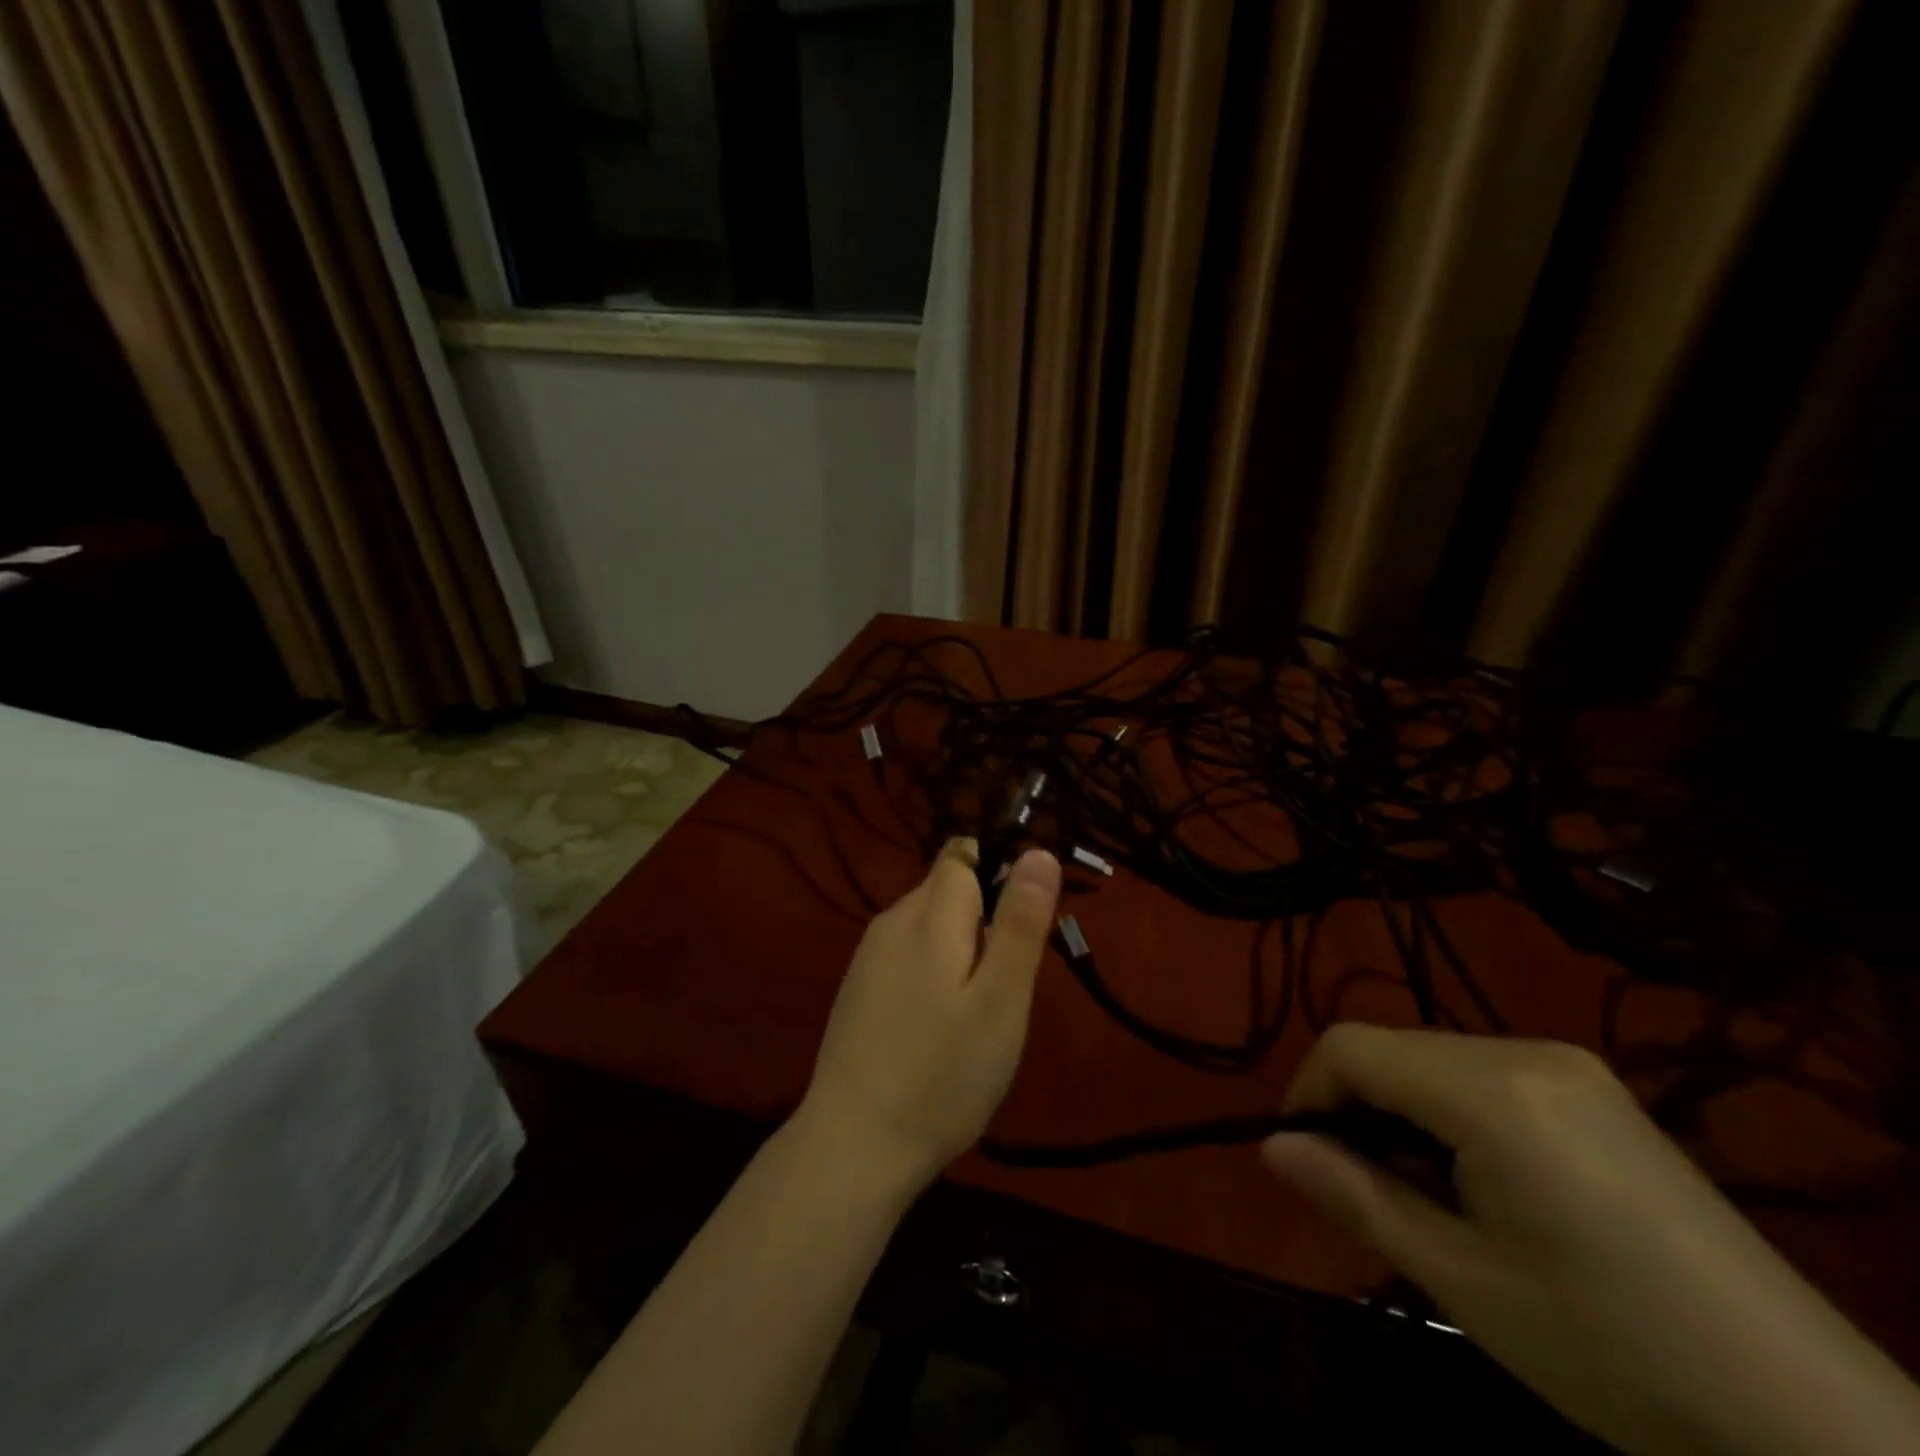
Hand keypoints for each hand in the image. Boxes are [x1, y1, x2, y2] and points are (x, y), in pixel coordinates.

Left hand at [797, 841, 1061, 1193]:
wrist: (853, 1147)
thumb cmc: (941, 1074)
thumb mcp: (1001, 1001)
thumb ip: (1019, 922)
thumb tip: (1038, 851)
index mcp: (927, 914)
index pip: (964, 853)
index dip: (1001, 871)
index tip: (1022, 925)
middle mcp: (892, 921)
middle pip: (949, 889)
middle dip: (986, 920)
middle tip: (1006, 988)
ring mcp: (869, 956)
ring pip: (931, 926)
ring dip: (962, 952)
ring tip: (976, 1017)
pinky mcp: (859, 988)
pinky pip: (909, 957)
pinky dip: (934, 976)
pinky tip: (939, 1032)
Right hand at [1263, 1025, 1919, 1455]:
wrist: (1820, 1425)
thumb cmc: (1617, 1353)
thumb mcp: (1464, 1282)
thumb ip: (1356, 1196)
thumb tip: (1273, 1146)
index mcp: (1493, 1090)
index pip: (1351, 1046)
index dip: (1308, 1092)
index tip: (1306, 1160)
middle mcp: (1526, 1052)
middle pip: (1393, 1050)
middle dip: (1358, 1111)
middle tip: (1366, 1198)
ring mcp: (1569, 1066)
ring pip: (1434, 1061)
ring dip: (1403, 1116)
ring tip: (1426, 1202)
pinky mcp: (1594, 1091)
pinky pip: (1484, 1077)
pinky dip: (1451, 1116)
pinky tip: (1483, 1187)